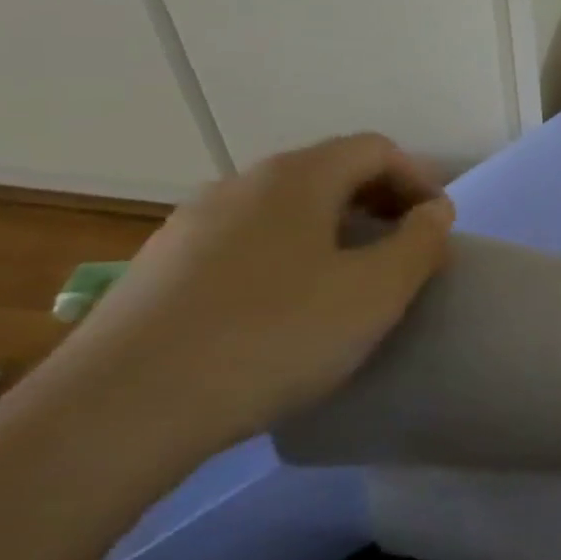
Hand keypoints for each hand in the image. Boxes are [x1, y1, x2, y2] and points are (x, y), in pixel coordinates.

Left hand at [42, 133, 455, 453]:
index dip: (419, 180)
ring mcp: (191, 225)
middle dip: (380, 203)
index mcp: (296, 177)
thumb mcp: (378, 291)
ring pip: (285, 209)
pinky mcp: (161, 268)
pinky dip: (289, 256)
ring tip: (352, 281)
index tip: (439, 228)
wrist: (121, 410)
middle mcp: (240, 184)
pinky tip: (288, 309)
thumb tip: (433, 212)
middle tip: (406, 251)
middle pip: (329, 172)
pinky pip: (247, 242)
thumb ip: (421, 242)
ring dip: (335, 230)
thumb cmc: (276, 335)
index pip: (375, 149)